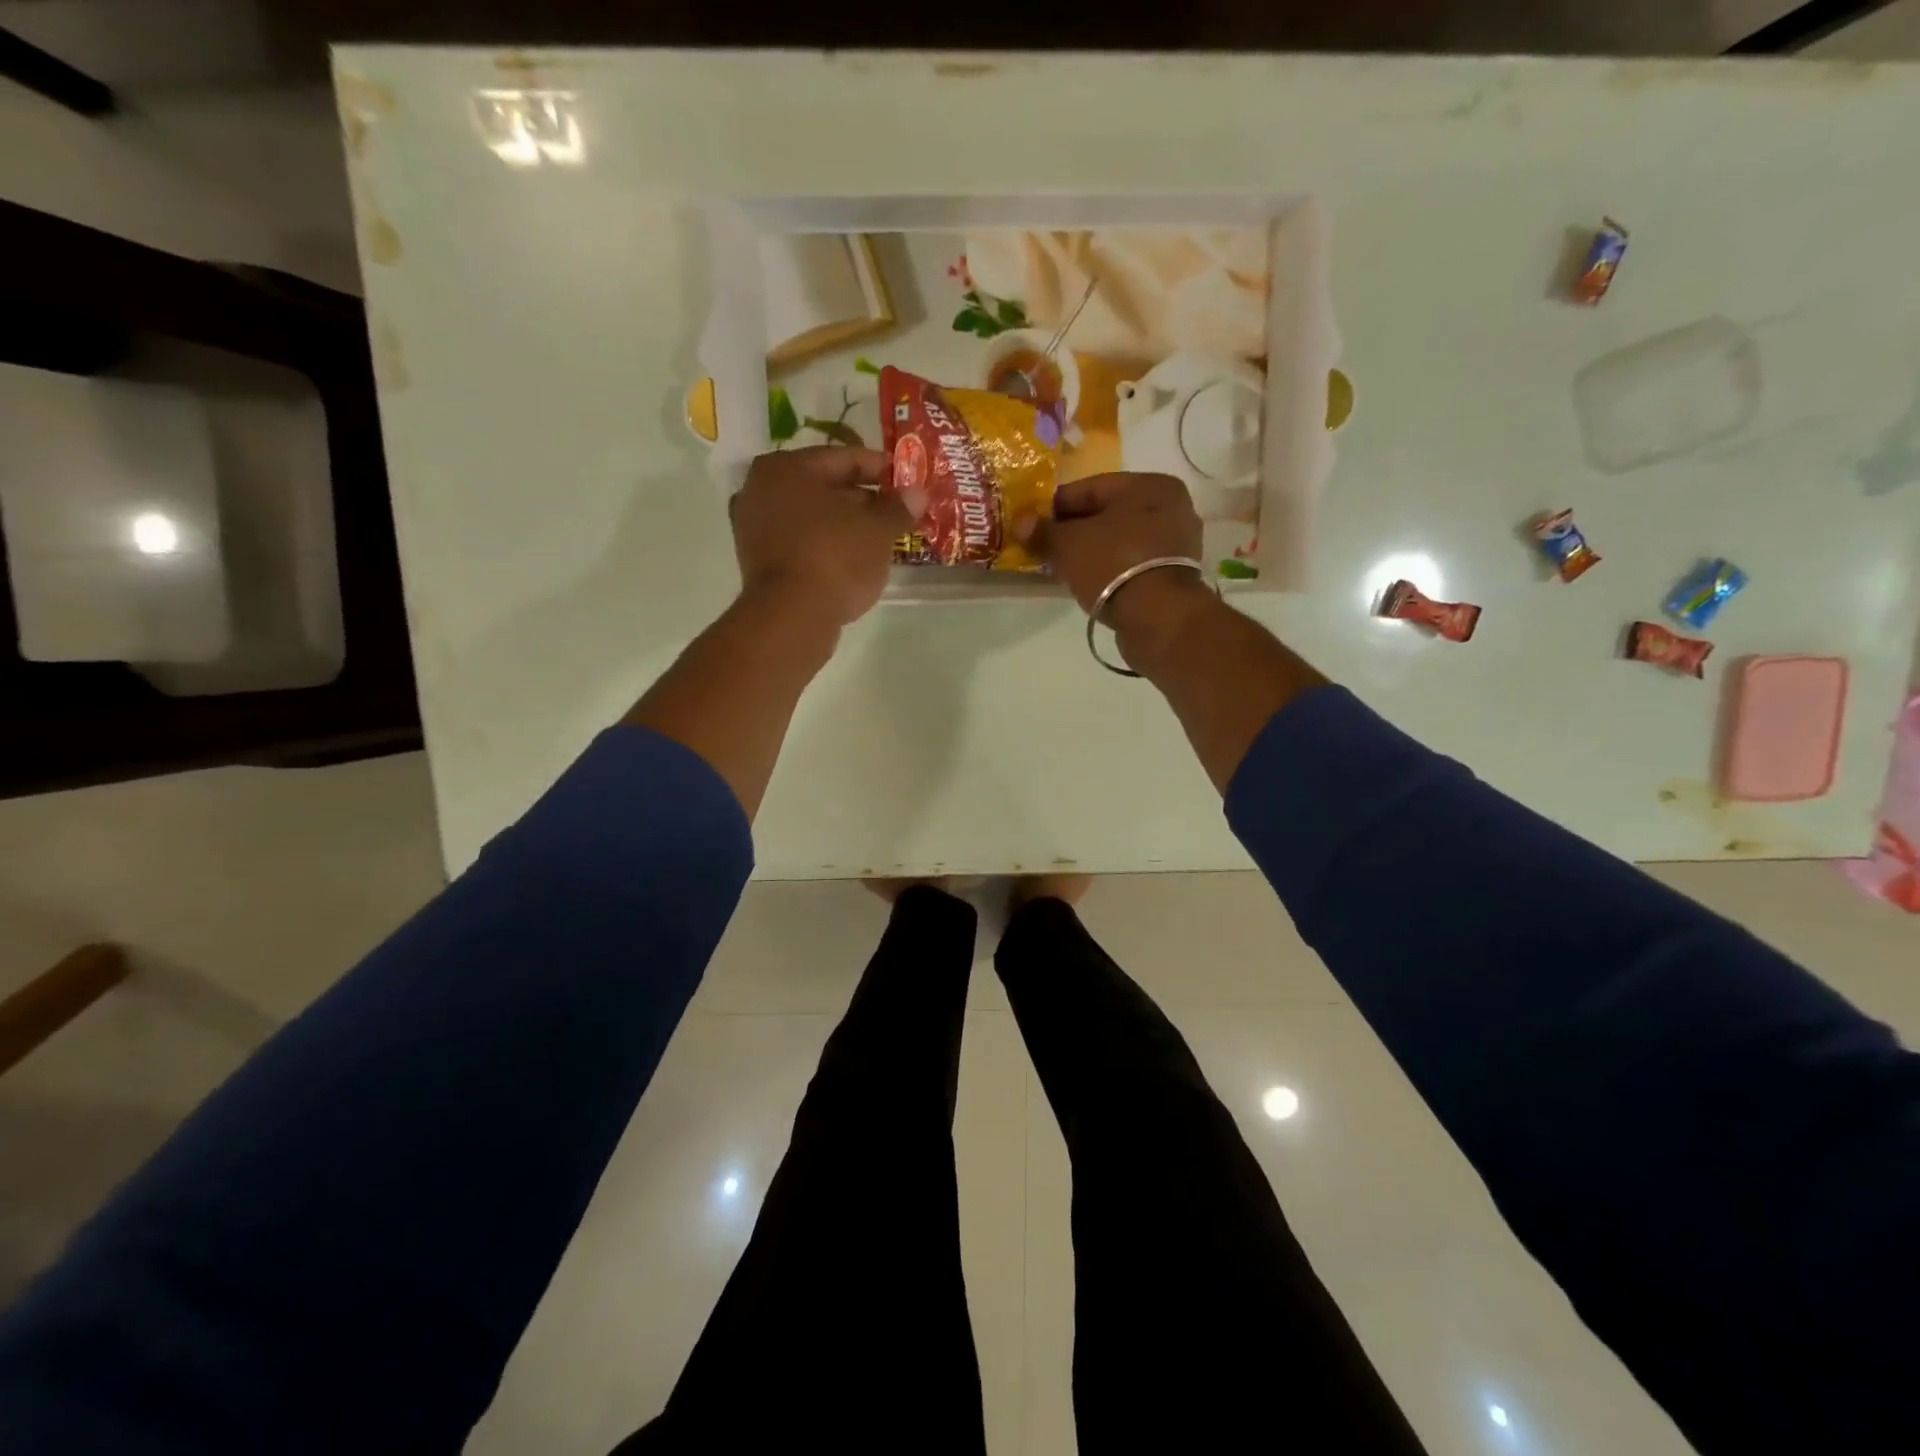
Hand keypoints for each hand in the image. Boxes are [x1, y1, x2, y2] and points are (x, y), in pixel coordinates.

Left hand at [732, 447, 911, 626]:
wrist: (792, 617)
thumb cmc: (835, 557)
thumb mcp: (878, 529)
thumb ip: (898, 507)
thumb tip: (918, 494)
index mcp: (786, 468)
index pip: (844, 459)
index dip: (880, 468)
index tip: (907, 480)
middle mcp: (761, 489)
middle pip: (825, 487)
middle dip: (863, 499)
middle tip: (896, 512)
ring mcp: (754, 527)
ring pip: (812, 517)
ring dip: (845, 524)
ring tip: (880, 538)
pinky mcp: (758, 561)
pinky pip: (801, 542)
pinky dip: (826, 545)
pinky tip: (853, 559)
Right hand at [1015, 472, 1217, 664]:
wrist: (1158, 617)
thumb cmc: (1113, 564)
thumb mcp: (1068, 544)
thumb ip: (1042, 531)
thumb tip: (1021, 522)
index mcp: (1150, 484)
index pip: (1090, 487)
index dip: (1056, 506)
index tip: (1033, 524)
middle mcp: (1172, 506)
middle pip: (1108, 514)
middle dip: (1075, 530)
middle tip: (1046, 547)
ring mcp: (1178, 542)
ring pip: (1121, 540)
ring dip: (1093, 551)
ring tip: (1064, 567)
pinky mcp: (1176, 574)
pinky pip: (1133, 562)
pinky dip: (1111, 567)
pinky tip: (1090, 581)